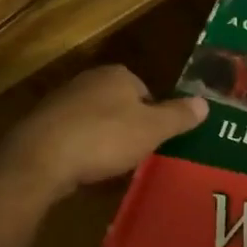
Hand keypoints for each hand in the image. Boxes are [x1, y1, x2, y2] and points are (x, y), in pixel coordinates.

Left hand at [0, 65, 206, 204]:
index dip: (154, 116)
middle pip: (120, 105)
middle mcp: (89, 80)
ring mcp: (63, 101)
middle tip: (138, 156)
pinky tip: (86, 171)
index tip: (156, 141)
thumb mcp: (152, 129)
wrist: (41, 157)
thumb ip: (178, 116)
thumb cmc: (104, 137)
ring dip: (104, 141)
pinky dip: (82, 151)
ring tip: (113, 167)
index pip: (145, 90)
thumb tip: (205, 102)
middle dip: (128, 128)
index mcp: (117, 74)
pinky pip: (74, 137)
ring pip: (96, 121)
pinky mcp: (44, 125)